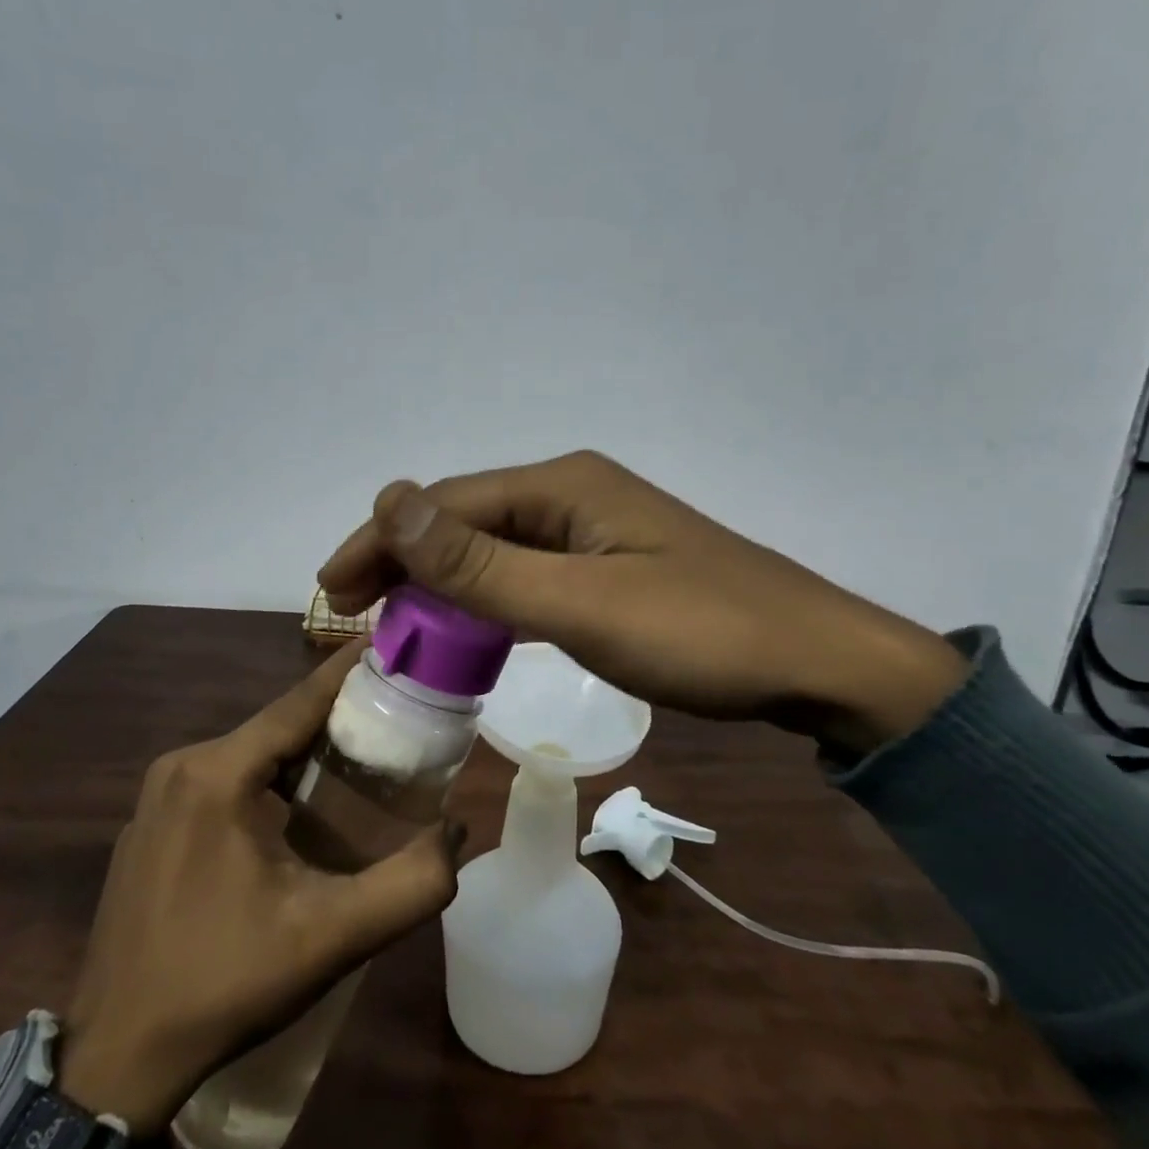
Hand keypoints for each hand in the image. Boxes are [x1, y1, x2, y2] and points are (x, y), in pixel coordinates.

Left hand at [57, 644, 460, 1133]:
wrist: (117, 1060)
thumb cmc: (226, 984)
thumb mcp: (332, 937)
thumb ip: (410, 884)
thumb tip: (458, 831)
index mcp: (217, 773)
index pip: (297, 702)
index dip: (347, 671)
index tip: (389, 643)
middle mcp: (180, 767)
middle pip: (275, 727)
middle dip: (333, 719)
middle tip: (392, 717)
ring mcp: (155, 798)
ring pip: (248, 755)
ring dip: (299, 754)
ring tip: (356, 763)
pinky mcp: (148, 827)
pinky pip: (219, 782)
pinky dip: (264, 781)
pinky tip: (294, 813)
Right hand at [319, 451, 964, 751]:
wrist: (818, 662)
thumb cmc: (703, 634)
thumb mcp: (583, 603)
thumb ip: (483, 563)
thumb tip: (389, 501)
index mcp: (562, 485)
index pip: (444, 504)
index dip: (381, 542)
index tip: (330, 591)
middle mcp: (572, 494)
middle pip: (465, 521)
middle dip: (403, 563)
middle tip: (352, 613)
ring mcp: (594, 531)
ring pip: (494, 551)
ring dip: (441, 585)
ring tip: (395, 626)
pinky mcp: (611, 567)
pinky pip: (526, 575)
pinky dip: (485, 602)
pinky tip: (469, 630)